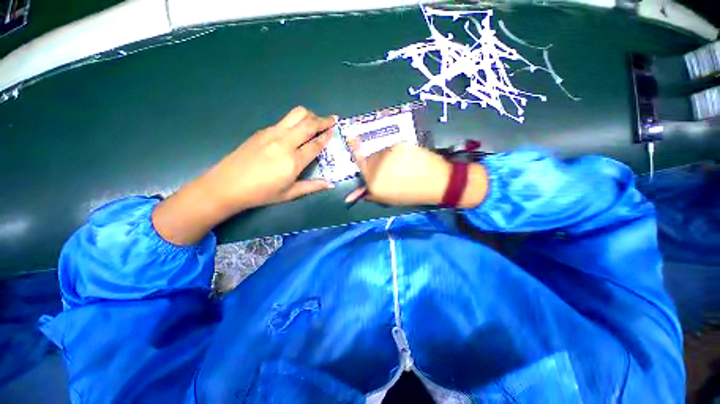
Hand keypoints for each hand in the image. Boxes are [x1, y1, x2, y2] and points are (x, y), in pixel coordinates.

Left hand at [201, 106, 336, 211]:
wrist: (226, 185)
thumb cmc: (261, 193)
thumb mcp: (290, 194)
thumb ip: (312, 186)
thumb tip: (331, 184)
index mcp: (293, 161)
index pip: (316, 143)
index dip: (327, 135)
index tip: (335, 129)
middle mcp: (285, 143)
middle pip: (308, 123)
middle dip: (323, 120)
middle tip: (332, 119)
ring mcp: (272, 134)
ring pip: (296, 115)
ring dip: (310, 115)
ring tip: (316, 121)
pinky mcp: (262, 131)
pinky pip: (284, 120)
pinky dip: (296, 120)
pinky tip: (297, 129)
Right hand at [346, 138, 488, 206]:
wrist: (437, 182)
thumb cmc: (411, 194)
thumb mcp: (388, 199)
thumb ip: (370, 194)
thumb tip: (352, 195)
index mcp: (373, 182)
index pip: (359, 163)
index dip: (354, 149)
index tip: (350, 136)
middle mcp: (377, 166)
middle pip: (368, 157)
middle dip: (373, 163)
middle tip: (388, 169)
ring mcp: (388, 153)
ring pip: (380, 152)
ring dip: (384, 158)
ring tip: (399, 166)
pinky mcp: (400, 145)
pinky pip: (392, 148)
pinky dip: (396, 153)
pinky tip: (406, 160)